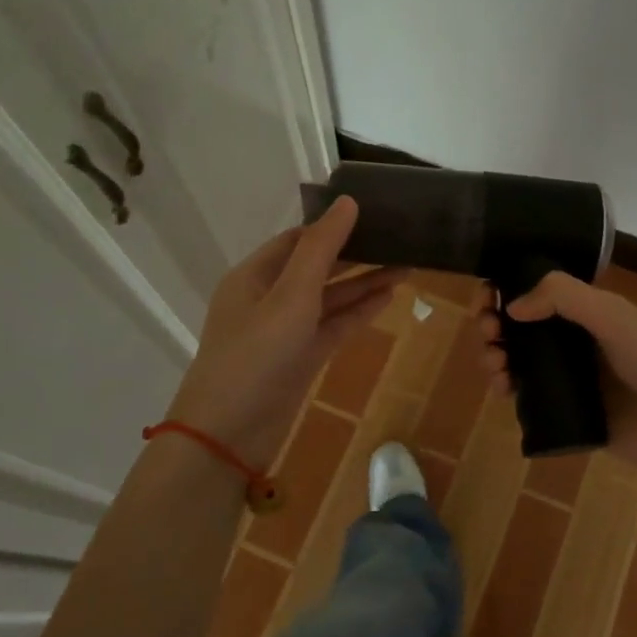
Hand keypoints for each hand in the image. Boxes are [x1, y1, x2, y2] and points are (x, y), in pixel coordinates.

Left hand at [164, 197, 403, 468]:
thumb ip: (321, 250)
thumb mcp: (290, 297)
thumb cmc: (255, 356)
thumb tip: (348, 202)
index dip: (333, 226)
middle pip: (317, 267)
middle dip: (355, 254)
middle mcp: (268, 298)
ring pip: (329, 298)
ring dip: (364, 284)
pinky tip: (389, 298)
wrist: (229, 435)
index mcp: (254, 276)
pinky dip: (358, 313)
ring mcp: (285, 330)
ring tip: (407, 266)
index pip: (298, 239)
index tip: (373, 214)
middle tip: (398, 239)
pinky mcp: (301, 358)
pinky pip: (333, 326)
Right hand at [478, 271, 636, 473]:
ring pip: (515, 360)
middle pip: (517, 326)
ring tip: (495, 365)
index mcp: (586, 311)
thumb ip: (564, 297)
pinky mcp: (564, 412)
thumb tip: (512, 305)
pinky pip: (524, 396)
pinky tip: (502, 388)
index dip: (505, 290)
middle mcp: (572, 340)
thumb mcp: (613, 315)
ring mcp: (566, 377)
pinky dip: (505, 387)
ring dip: (493, 355)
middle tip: (488, 332)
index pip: (535, 292)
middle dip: (493, 323)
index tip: (485, 298)